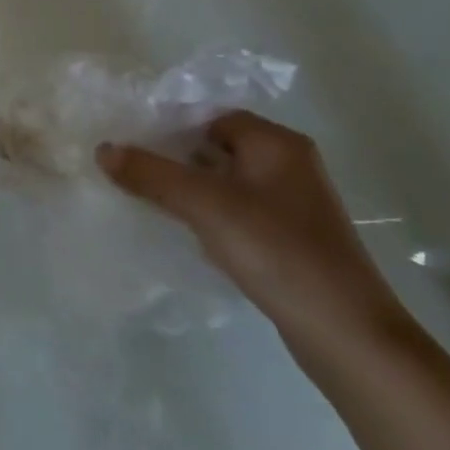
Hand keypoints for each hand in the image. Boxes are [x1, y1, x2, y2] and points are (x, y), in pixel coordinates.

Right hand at [96, 111, 411, 362]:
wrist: (347, 333)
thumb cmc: (277, 251)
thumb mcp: (205, 205)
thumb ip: (151, 174)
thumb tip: (103, 149)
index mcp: (277, 144)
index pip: (211, 116)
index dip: (170, 126)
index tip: (131, 143)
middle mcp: (289, 165)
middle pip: (217, 147)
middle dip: (175, 158)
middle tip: (132, 171)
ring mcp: (293, 205)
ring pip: (226, 182)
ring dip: (190, 189)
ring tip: (150, 200)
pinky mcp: (291, 239)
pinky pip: (238, 212)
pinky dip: (210, 216)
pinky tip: (188, 233)